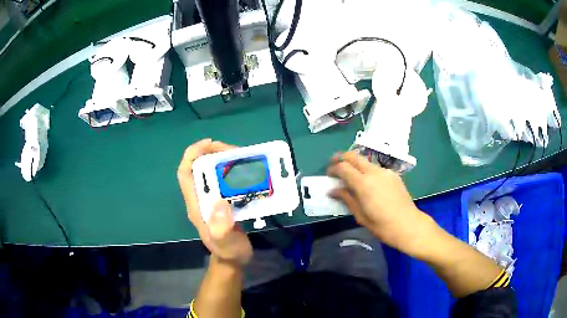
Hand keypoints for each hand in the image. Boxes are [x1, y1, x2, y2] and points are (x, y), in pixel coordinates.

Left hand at [177, 139, 251, 265]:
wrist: (233, 260)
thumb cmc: (228, 252)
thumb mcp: (225, 243)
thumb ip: (221, 227)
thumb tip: (220, 202)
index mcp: (196, 204)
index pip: (185, 173)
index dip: (193, 154)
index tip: (210, 143)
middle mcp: (201, 198)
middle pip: (198, 167)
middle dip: (212, 153)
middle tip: (234, 151)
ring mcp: (211, 199)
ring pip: (211, 171)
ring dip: (224, 160)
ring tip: (242, 157)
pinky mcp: (222, 201)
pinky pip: (224, 180)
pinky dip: (232, 170)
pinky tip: (246, 171)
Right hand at [327, 151, 431, 254]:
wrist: (409, 225)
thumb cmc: (382, 226)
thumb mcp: (360, 215)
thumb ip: (346, 198)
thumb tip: (333, 190)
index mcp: (363, 183)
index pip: (343, 167)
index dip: (333, 168)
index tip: (328, 174)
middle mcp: (374, 172)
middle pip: (354, 156)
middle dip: (341, 157)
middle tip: (334, 164)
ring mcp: (385, 172)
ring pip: (365, 161)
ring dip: (355, 164)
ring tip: (350, 176)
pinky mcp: (393, 175)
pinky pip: (376, 168)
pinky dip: (367, 171)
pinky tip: (368, 183)